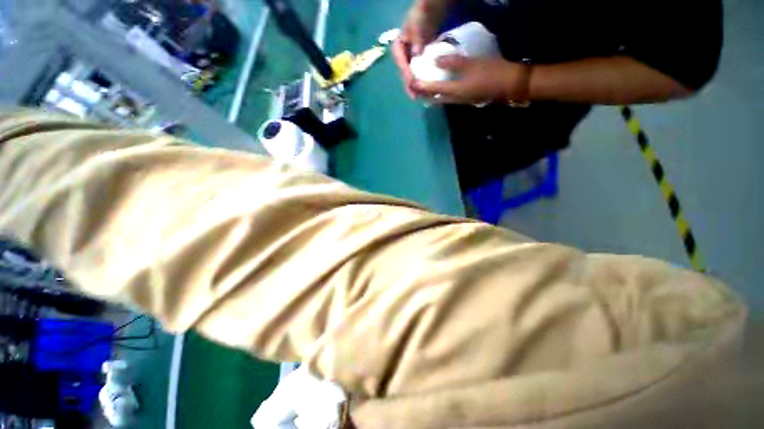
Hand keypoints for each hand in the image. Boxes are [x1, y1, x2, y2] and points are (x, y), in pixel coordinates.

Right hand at [392, 1, 450, 97]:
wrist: (431, 12)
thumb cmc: (421, 16)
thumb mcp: (417, 23)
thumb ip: (417, 37)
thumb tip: (417, 53)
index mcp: (397, 48)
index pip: (400, 63)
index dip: (406, 74)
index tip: (412, 82)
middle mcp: (402, 58)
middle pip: (405, 74)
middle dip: (410, 86)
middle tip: (415, 96)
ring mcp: (410, 62)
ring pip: (412, 78)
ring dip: (417, 88)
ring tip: (422, 97)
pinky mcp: (419, 65)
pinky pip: (421, 76)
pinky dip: (424, 83)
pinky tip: (429, 91)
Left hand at [413, 55, 532, 104]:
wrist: (509, 85)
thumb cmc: (490, 73)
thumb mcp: (471, 64)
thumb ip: (452, 62)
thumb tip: (435, 60)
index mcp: (453, 91)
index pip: (432, 90)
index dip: (421, 86)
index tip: (412, 81)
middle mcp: (453, 100)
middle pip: (434, 99)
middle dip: (424, 94)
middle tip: (416, 87)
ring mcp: (460, 102)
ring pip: (441, 100)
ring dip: (432, 95)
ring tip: (425, 88)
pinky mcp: (466, 99)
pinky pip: (448, 98)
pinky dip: (441, 94)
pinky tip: (441, 88)